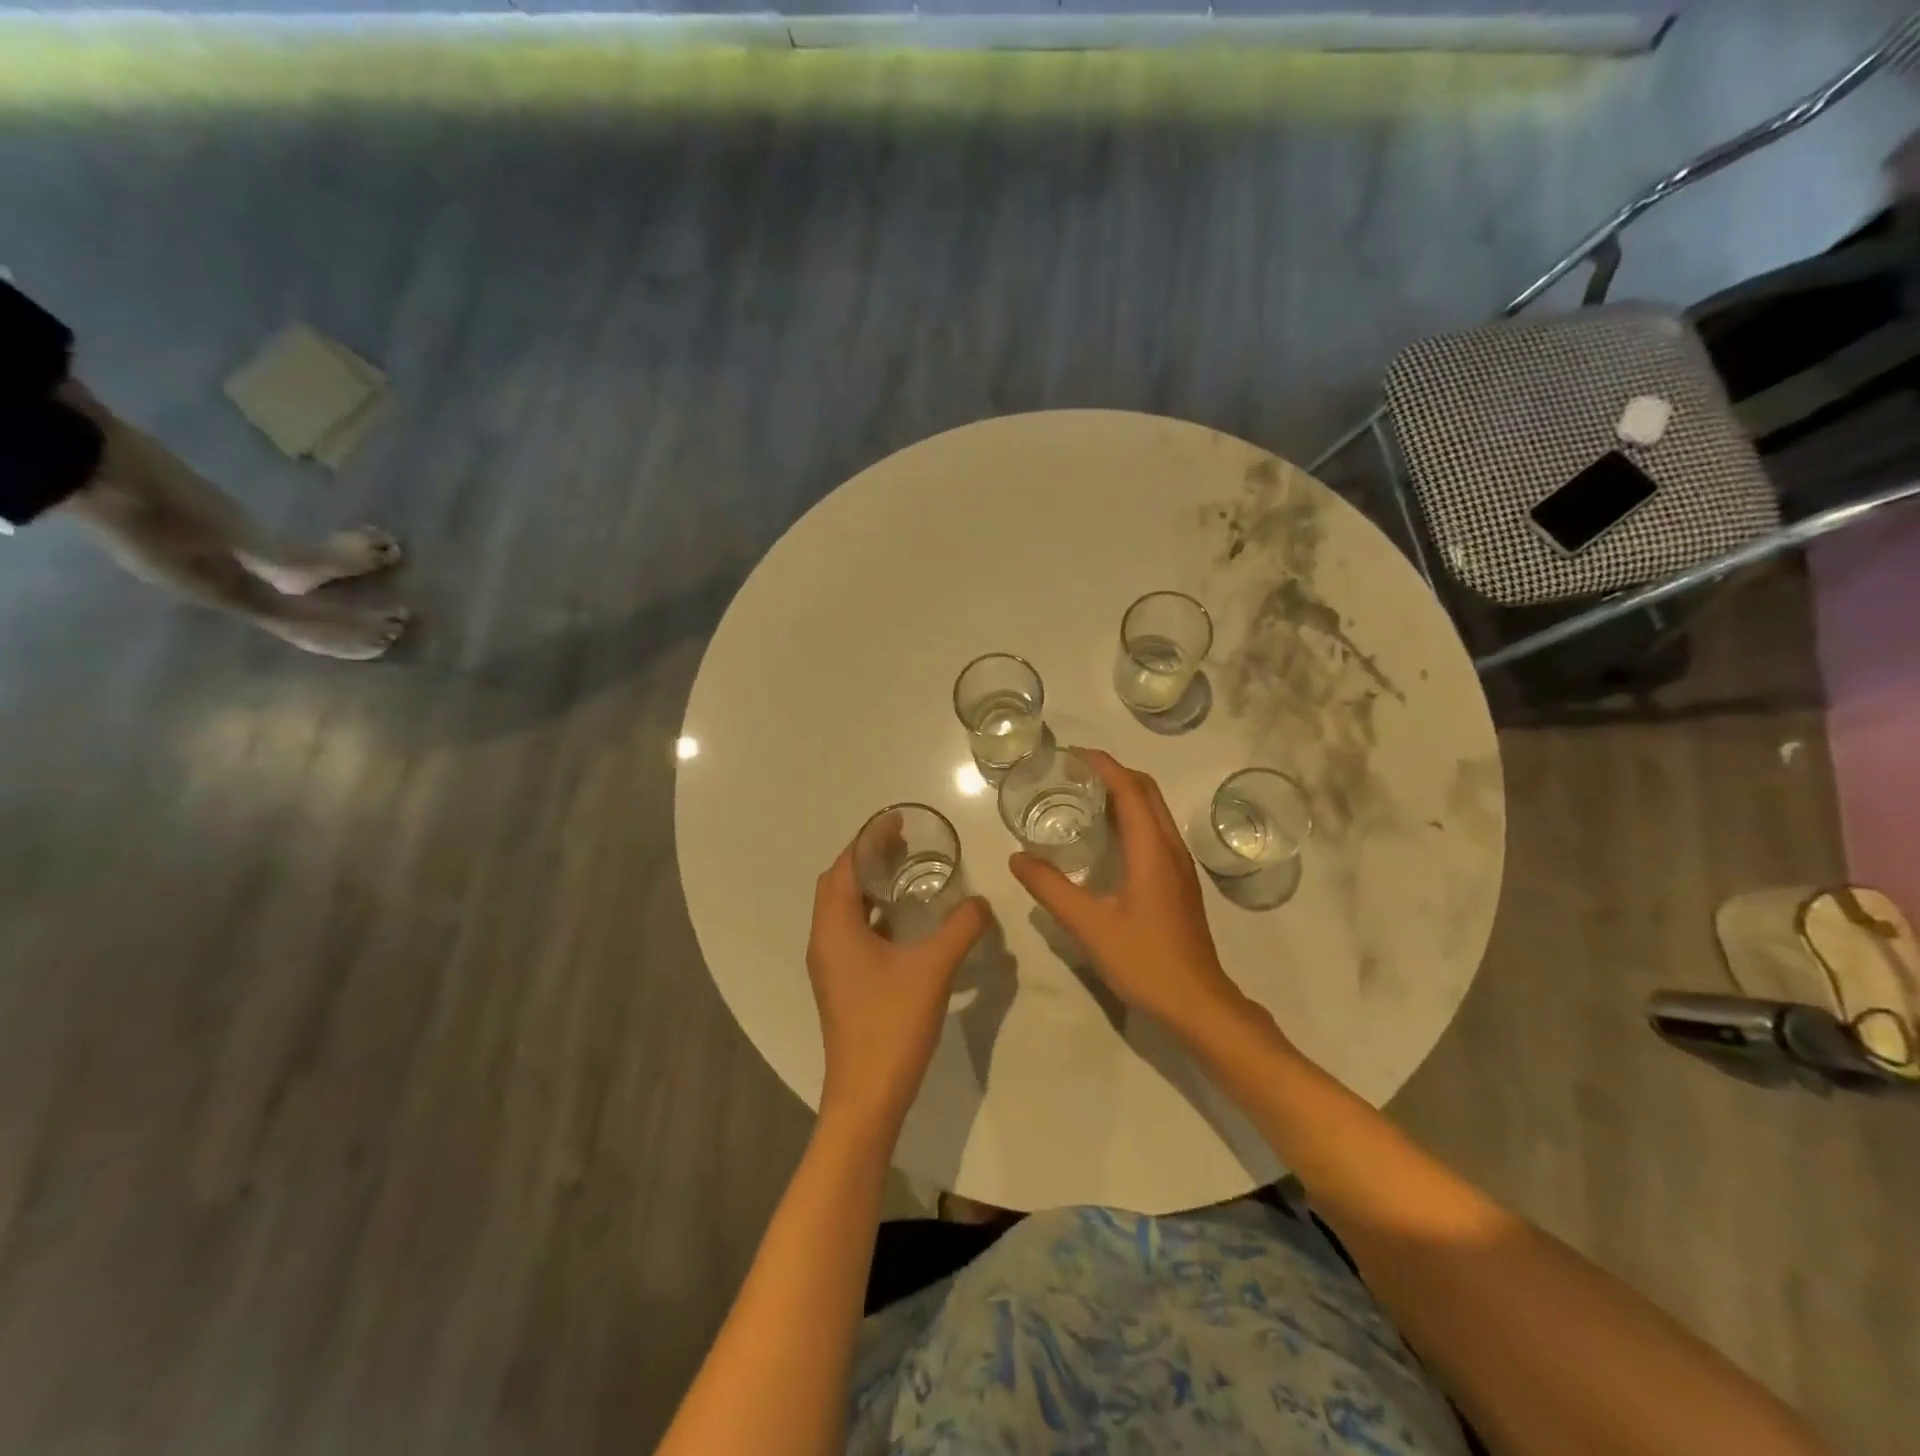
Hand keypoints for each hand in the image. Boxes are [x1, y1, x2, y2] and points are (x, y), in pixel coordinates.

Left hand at [806, 842, 989, 1136]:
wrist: (867, 1095)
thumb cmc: (892, 1024)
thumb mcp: (934, 968)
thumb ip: (961, 927)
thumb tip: (982, 902)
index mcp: (835, 928)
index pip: (845, 866)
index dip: (868, 839)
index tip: (897, 820)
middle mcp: (825, 940)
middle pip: (839, 883)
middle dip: (868, 858)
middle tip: (904, 843)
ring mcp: (831, 965)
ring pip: (845, 909)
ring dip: (870, 886)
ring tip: (906, 873)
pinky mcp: (842, 984)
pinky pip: (853, 932)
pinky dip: (874, 914)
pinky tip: (904, 922)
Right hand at [1009, 750, 1247, 1036]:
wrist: (1196, 1002)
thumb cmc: (1144, 960)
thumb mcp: (1088, 925)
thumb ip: (1050, 888)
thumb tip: (1018, 858)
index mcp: (1152, 850)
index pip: (1129, 789)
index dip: (1102, 765)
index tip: (1070, 754)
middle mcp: (1170, 848)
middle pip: (1146, 791)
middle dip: (1112, 772)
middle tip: (1072, 773)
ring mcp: (1179, 865)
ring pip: (1154, 811)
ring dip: (1124, 793)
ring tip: (1084, 797)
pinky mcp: (1179, 882)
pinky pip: (1155, 831)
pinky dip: (1131, 817)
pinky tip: (1106, 839)